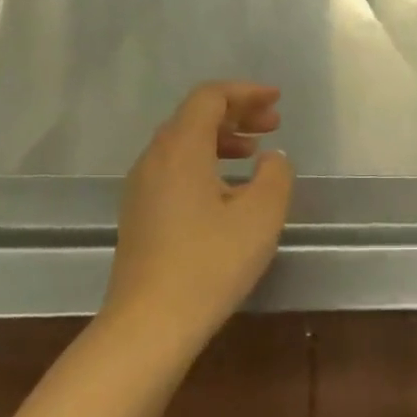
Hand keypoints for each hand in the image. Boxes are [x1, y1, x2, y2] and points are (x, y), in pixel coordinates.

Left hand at [104, 82, 293, 359]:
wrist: (150, 324)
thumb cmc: (211, 262)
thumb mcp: (261, 214)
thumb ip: (275, 174)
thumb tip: (270, 158)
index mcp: (181, 149)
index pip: (209, 98)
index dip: (245, 93)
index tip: (277, 101)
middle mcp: (154, 159)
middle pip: (194, 117)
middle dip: (236, 114)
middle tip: (273, 125)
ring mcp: (142, 188)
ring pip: (183, 144)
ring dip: (222, 139)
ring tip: (255, 154)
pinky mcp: (140, 214)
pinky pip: (175, 169)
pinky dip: (206, 163)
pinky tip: (229, 191)